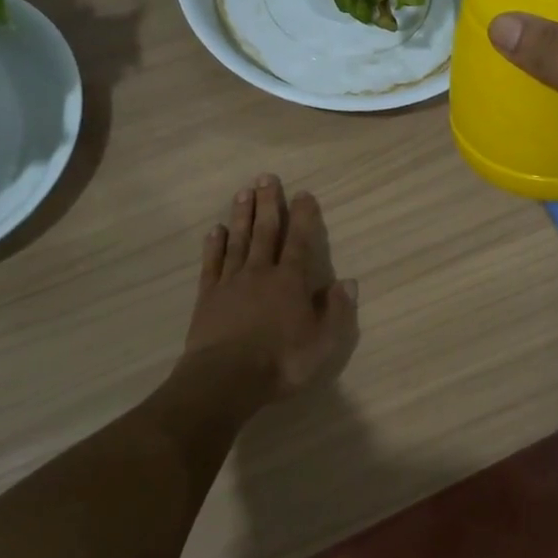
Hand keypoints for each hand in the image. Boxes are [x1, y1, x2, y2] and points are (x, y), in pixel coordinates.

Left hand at [180, 174, 359, 401]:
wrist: (225, 379)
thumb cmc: (280, 362)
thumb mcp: (322, 343)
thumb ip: (337, 311)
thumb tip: (348, 282)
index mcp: (290, 282)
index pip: (300, 241)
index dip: (303, 216)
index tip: (303, 193)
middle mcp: (260, 273)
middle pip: (265, 231)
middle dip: (268, 203)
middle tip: (266, 177)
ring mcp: (231, 282)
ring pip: (238, 241)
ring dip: (242, 216)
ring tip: (243, 192)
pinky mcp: (208, 296)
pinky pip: (212, 264)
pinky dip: (214, 246)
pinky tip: (215, 231)